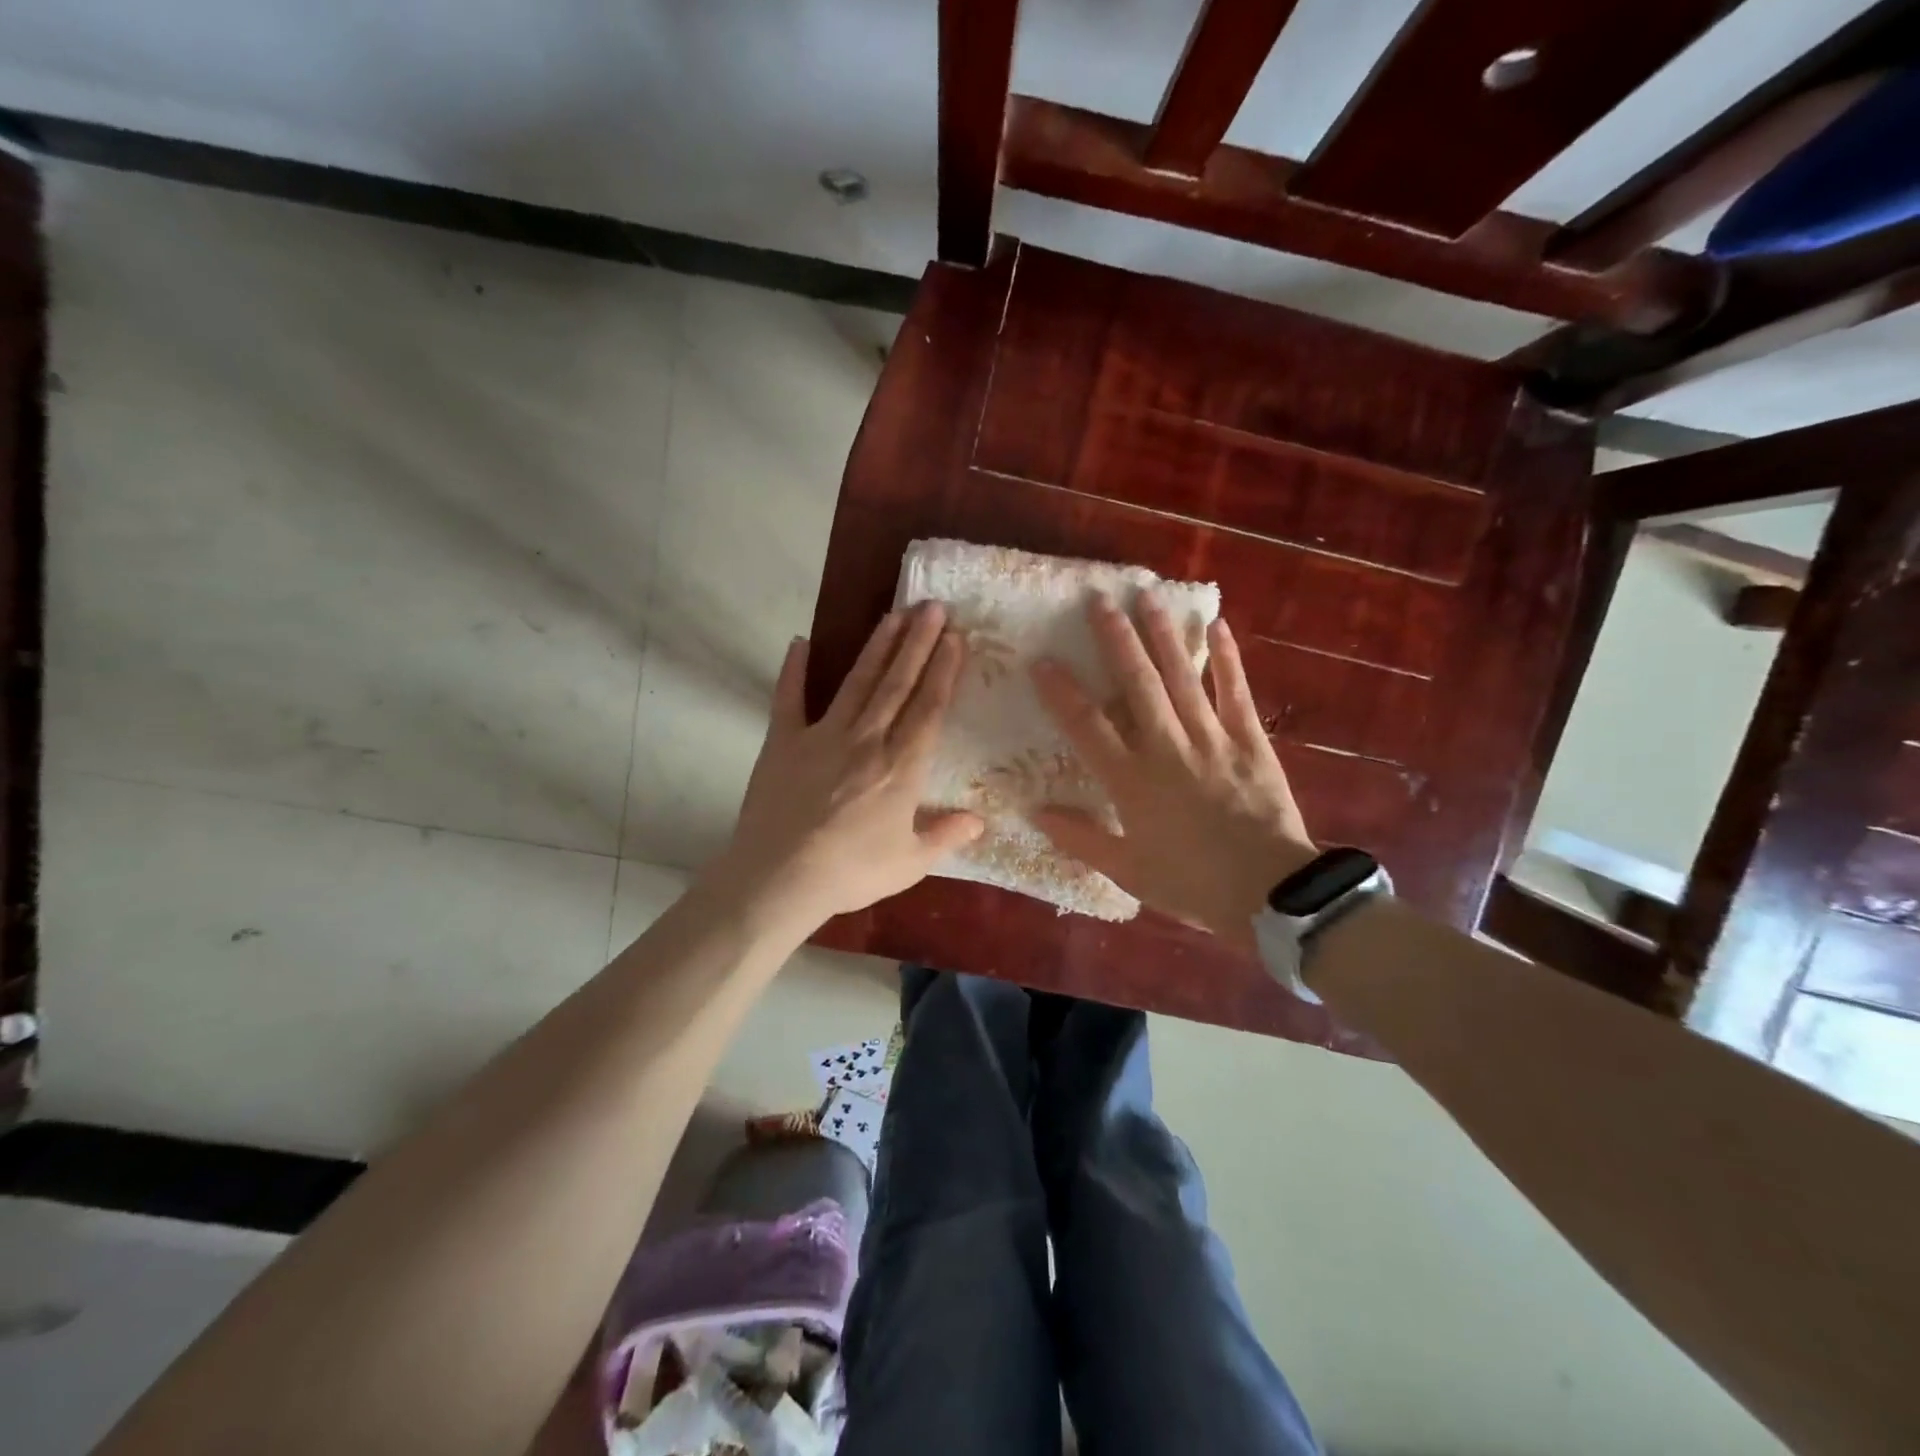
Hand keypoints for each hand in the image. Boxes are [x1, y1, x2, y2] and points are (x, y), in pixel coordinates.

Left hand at [713, 602, 983, 933]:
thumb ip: (946, 836)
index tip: (955, 637)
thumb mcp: (909, 864)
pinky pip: (789, 698)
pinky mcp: (782, 741)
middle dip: (917, 642)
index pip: (929, 708)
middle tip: (931, 606)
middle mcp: (867, 740)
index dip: (944, 670)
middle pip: (897, 683)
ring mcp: (822, 735)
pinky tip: (799, 642)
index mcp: (901, 767)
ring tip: (893, 614)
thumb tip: (981, 820)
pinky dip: (793, 670)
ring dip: (877, 646)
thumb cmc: (850, 872)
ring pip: (857, 682)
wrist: (779, 879)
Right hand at [1029, 593, 1315, 949]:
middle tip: (1099, 601)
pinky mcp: (1250, 740)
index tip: (1042, 661)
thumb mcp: (1126, 870)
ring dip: (1163, 635)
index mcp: (1131, 780)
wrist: (1268, 894)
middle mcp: (1166, 747)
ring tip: (1147, 597)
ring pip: (1181, 677)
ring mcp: (1211, 739)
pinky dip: (1228, 659)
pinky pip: (1237, 692)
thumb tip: (1035, 811)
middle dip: (1115, 639)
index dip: (1061, 692)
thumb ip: (1079, 838)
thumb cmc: (1190, 883)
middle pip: (1136, 683)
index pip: (1086, 726)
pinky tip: (1217, 626)